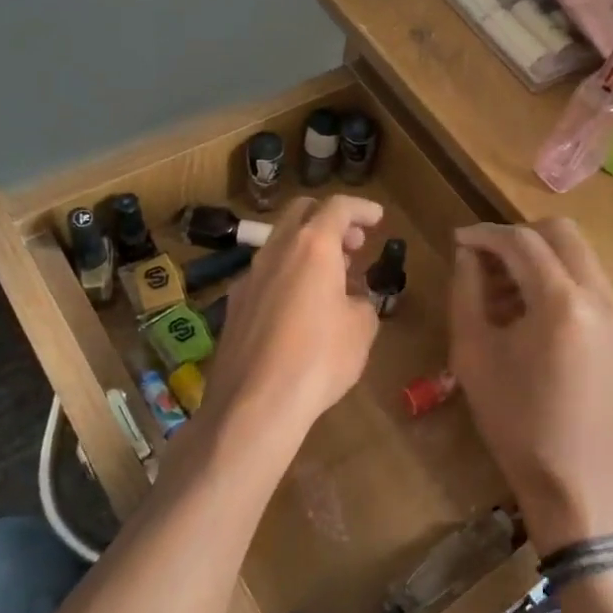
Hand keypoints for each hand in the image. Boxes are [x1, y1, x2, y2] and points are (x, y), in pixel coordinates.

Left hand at [206, 195, 383, 448]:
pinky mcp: (234, 305)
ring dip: (308, 249)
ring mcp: (249, 277)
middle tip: (354, 243)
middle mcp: (276, 251)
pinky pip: (266, 275)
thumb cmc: (319, 359)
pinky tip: (299, 307)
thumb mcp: (361, 330)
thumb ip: (361, 303)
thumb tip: (351, 301)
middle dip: (330, 220)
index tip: (377, 217)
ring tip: (333, 277)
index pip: (338, 207)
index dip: (361, 208)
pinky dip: (288, 275)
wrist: (255, 404)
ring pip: (280, 244)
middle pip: (301, 213)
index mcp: (312, 247)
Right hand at [449, 220, 612, 551]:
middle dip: (518, 237)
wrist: (578, 484)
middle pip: (561, 232)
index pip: (521, 241)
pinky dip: (560, 280)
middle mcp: (600, 296)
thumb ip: (466, 292)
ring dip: (540, 258)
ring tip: (503, 293)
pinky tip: (531, 314)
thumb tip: (467, 254)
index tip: (458, 240)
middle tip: (485, 261)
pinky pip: (591, 283)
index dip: (485, 234)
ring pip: (579, 255)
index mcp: (561, 303)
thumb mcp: (474, 355)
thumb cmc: (516, 423)